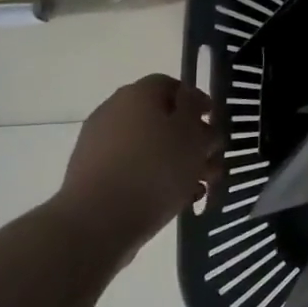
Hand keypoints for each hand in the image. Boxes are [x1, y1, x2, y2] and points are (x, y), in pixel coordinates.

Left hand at [52, 75, 222, 257]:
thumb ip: (196, 110)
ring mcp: (99, 144)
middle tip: (212, 162)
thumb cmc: (155, 169)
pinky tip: (175, 199)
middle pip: (162, 118)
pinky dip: (155, 178)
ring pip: (150, 146)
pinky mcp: (93, 174)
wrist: (97, 221)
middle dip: (192, 139)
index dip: (198, 102)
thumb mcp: (192, 134)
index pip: (172, 85)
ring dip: (178, 162)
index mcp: (138, 94)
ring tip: (199, 186)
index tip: (214, 125)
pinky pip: (133, 168)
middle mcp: (114, 111)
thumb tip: (190, 101)